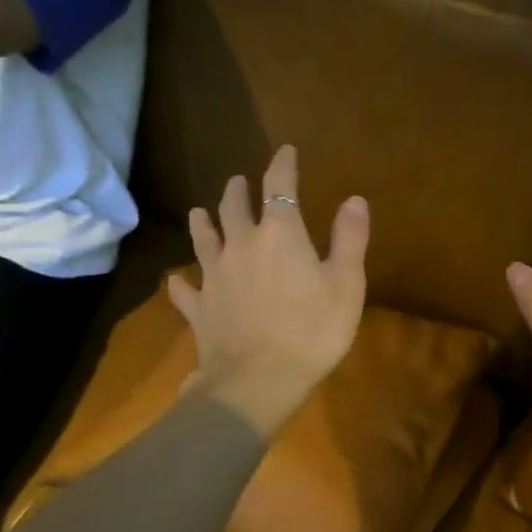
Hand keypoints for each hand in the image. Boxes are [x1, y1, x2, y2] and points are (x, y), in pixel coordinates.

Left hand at [166, 146, 368, 439]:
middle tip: (239, 182)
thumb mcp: (346, 284)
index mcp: (280, 234)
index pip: (279, 186)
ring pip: (203, 238)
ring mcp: (213, 275)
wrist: (257, 381)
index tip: (286, 151)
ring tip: (200, 211)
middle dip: (238, 189)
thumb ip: (349, 238)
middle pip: (234, 206)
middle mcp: (241, 244)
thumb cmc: (312, 330)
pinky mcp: (198, 307)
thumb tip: (354, 199)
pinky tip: (176, 280)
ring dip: (203, 221)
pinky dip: (180, 282)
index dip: (283, 164)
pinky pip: (184, 289)